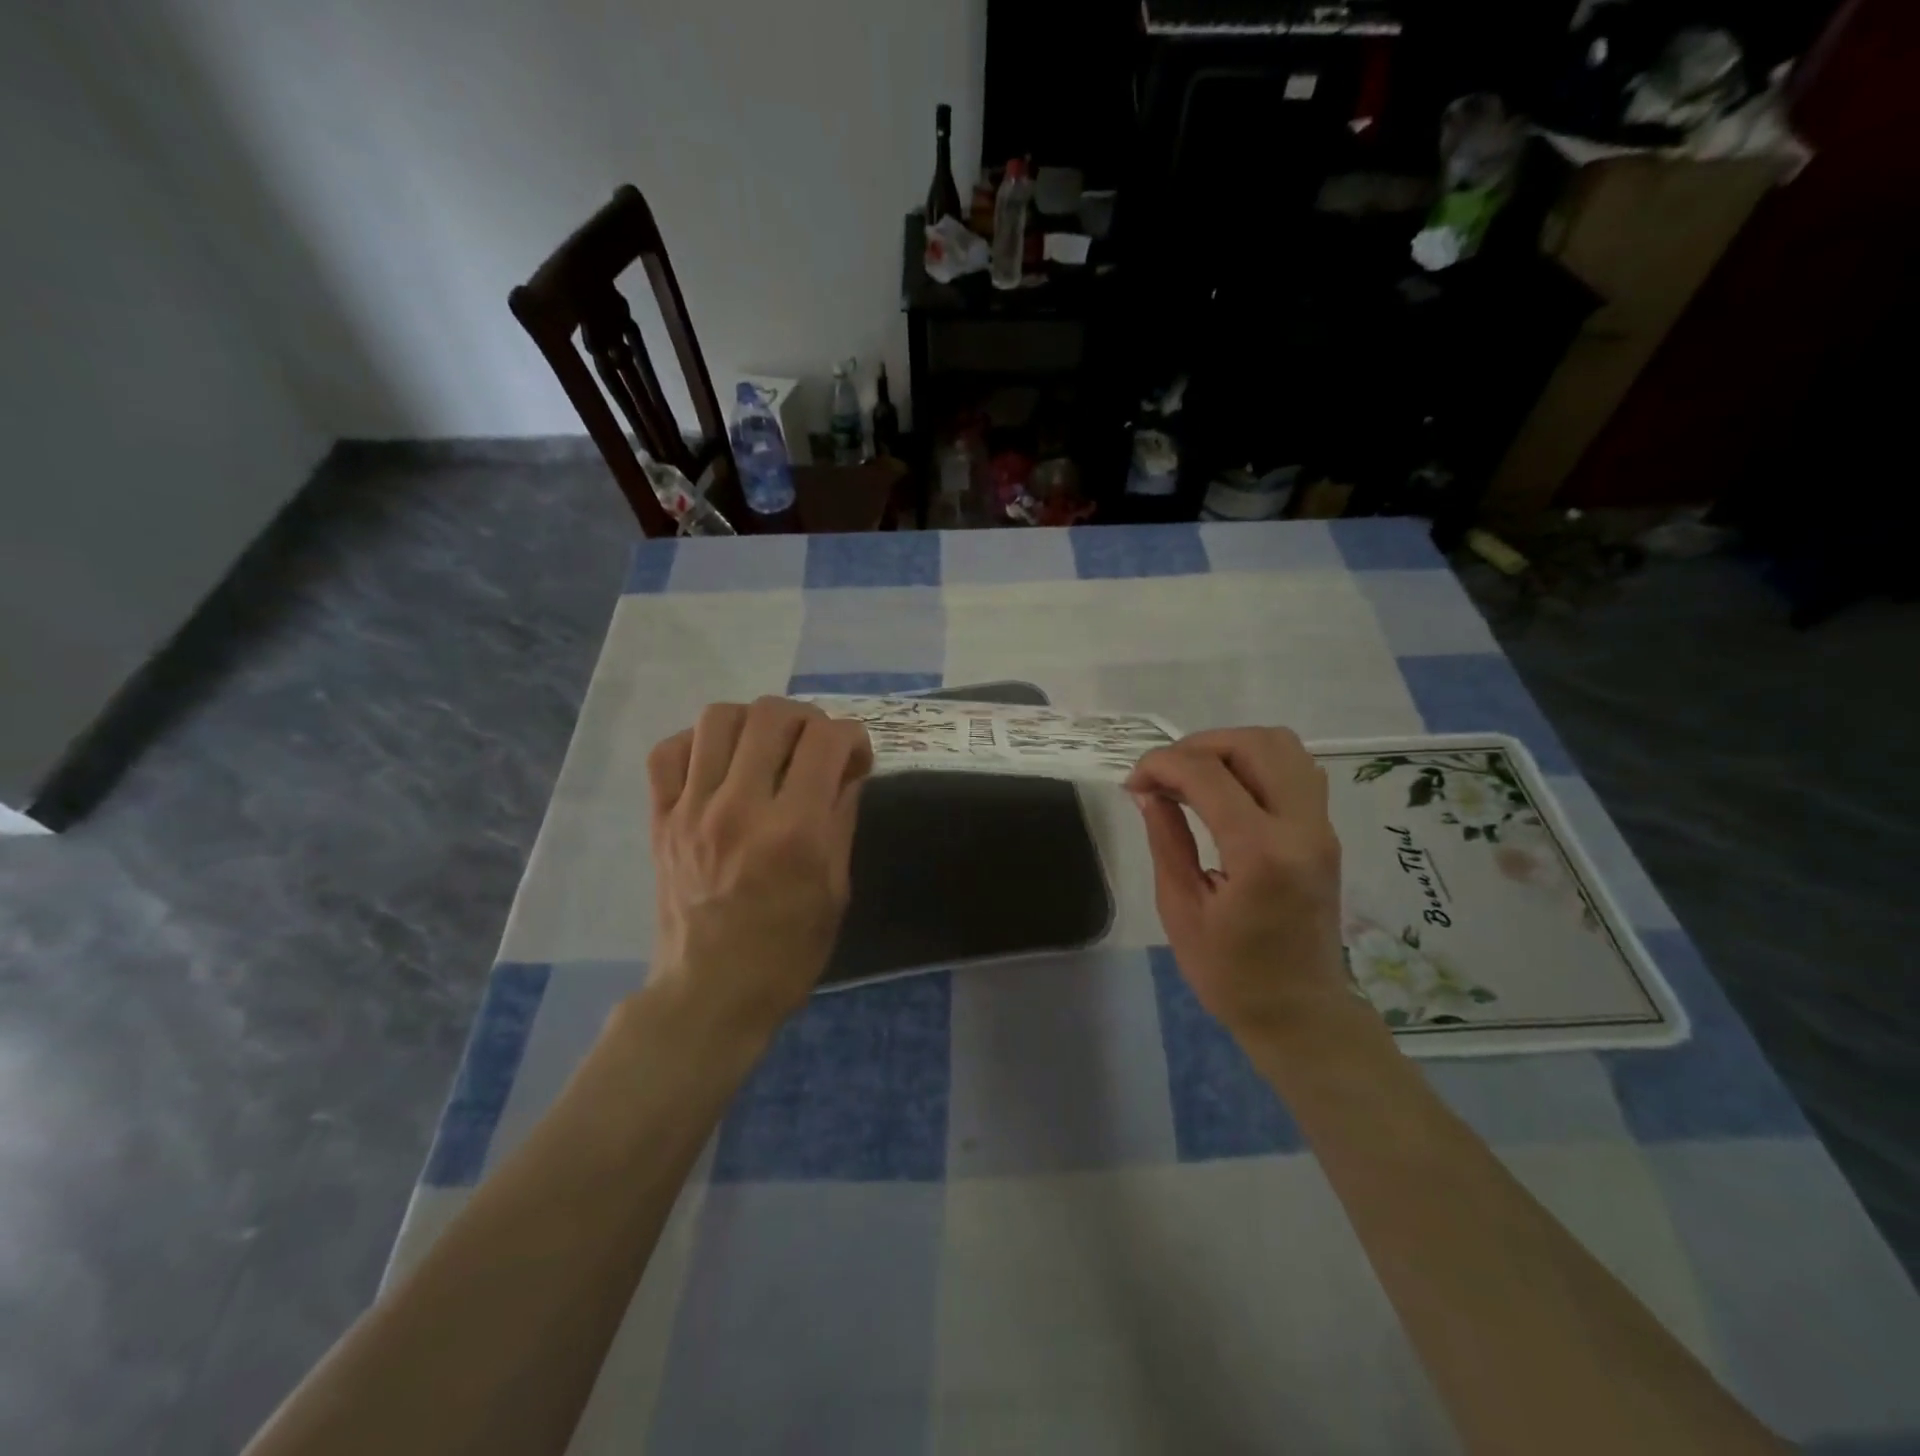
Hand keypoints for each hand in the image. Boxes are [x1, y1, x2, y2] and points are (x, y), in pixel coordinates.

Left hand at [646, 698, 872, 1040]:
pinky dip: (696, 743)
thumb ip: (841, 817)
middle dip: (807, 719)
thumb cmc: (788, 951)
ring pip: (718, 719)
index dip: (852, 736)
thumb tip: (846, 768)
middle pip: (772, 715)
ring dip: (753, 722)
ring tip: (766, 747)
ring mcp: (692, 810)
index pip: (827, 740)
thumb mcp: (836, 888)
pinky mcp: (660, 820)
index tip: (855, 758)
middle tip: (814, 746)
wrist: (711, 994)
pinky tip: (718, 764)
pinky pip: (667, 752)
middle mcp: (741, 808)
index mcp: (795, 831)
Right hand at [1126, 728, 1348, 1041]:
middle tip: (1163, 775)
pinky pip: (1295, 769)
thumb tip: (1147, 791)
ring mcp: (1321, 827)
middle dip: (1198, 746)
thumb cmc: (1231, 974)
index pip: (1208, 775)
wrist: (1299, 1013)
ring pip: (1282, 747)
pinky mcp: (1324, 832)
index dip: (1162, 764)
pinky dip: (1255, 762)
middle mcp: (1301, 828)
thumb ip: (1166, 840)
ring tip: (1193, 776)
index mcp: (1261, 854)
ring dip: (1230, 747)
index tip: (1133, 782)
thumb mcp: (1181, 908)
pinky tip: (1226, 790)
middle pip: (1254, 744)